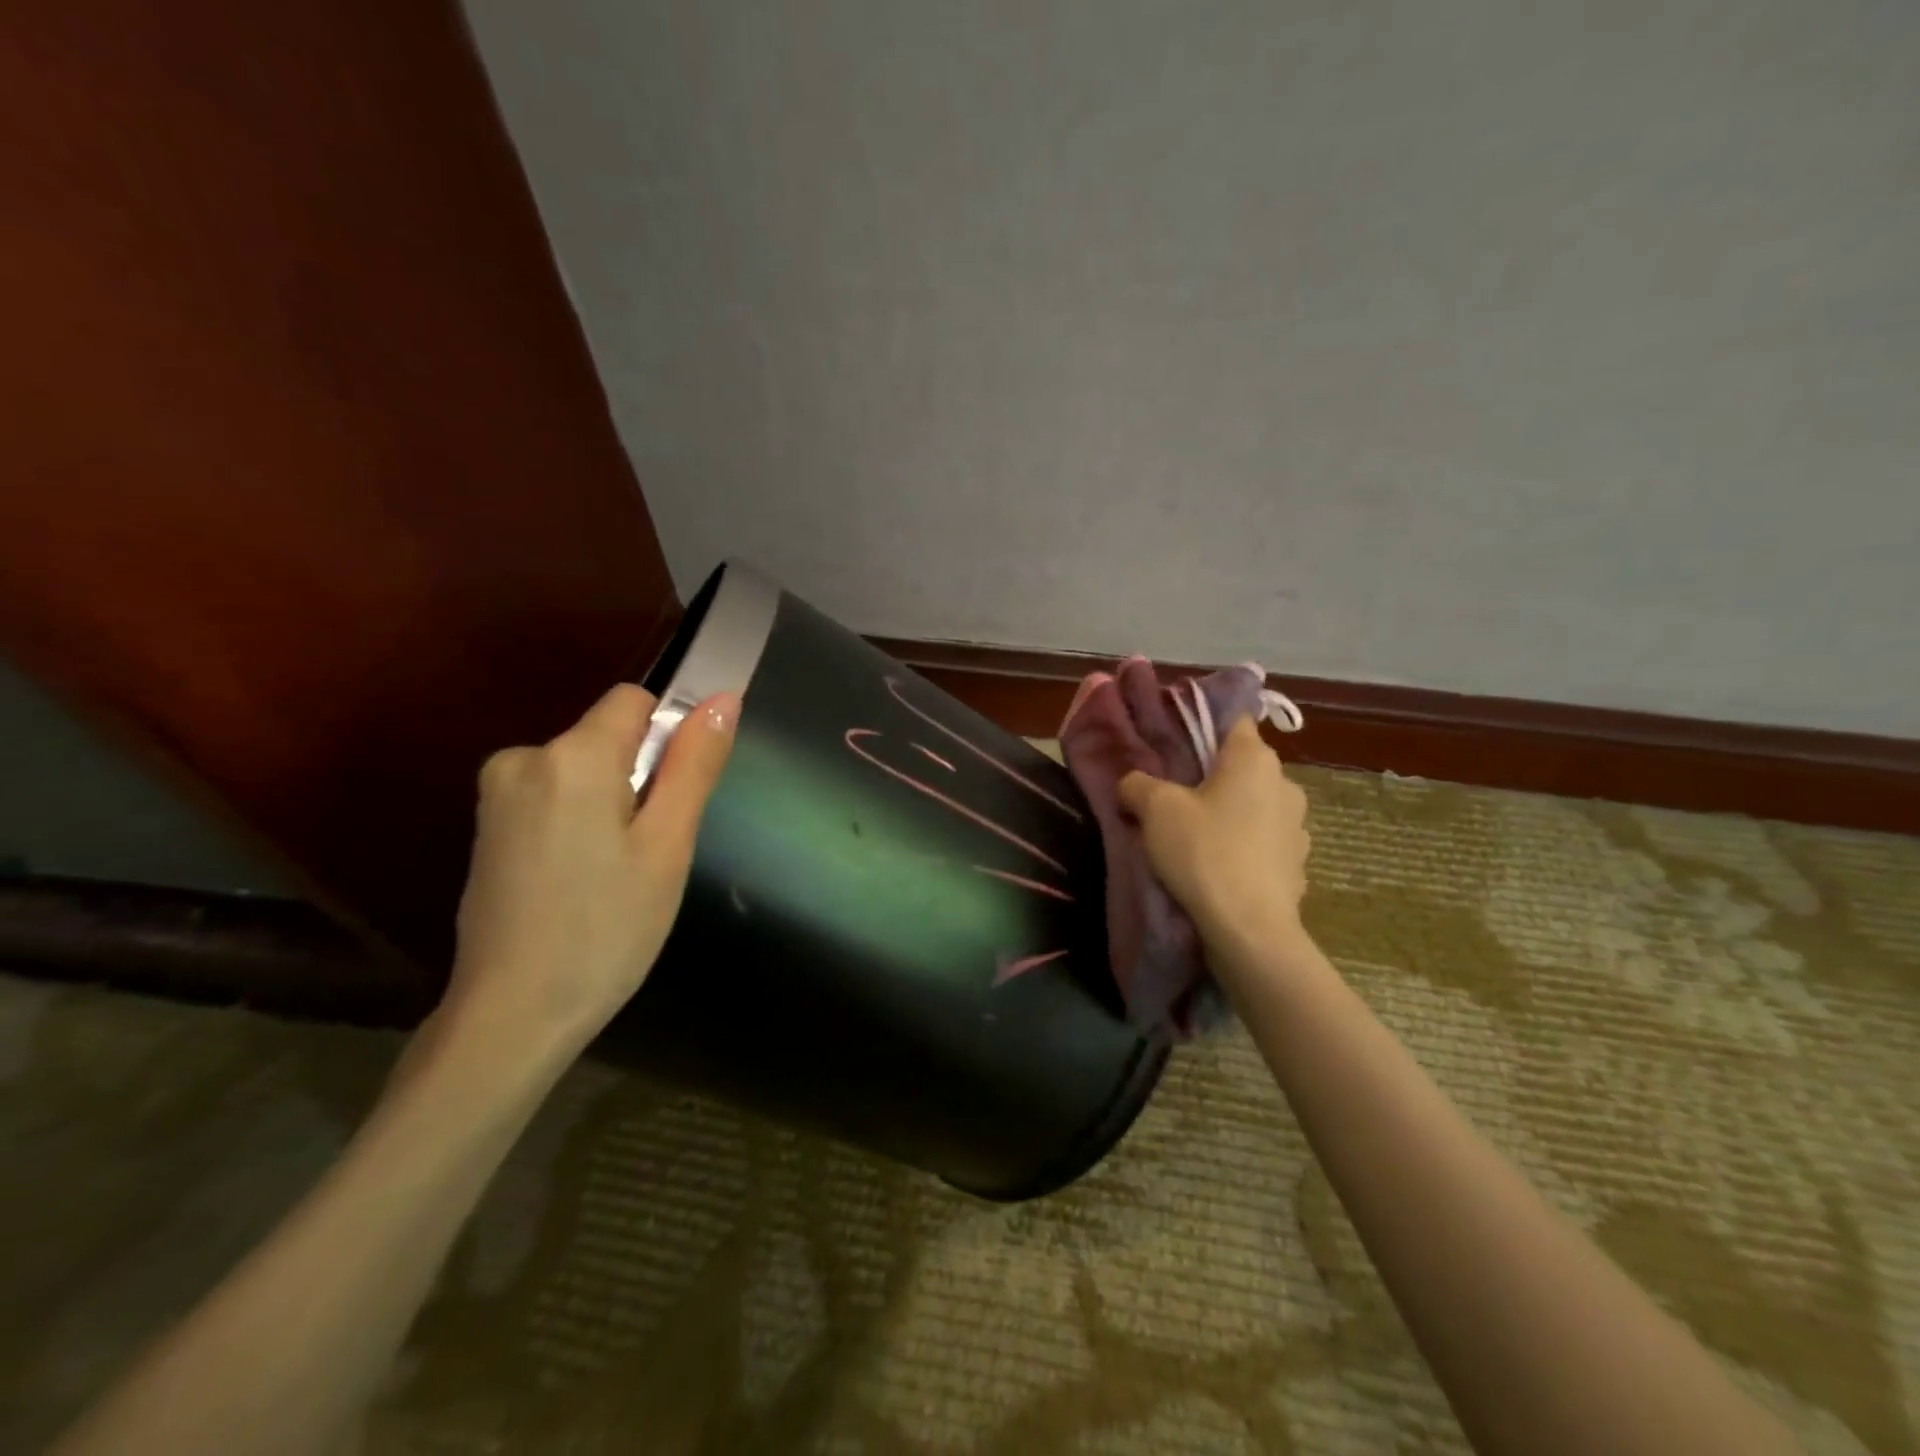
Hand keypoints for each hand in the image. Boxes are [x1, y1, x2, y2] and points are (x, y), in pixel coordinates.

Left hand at [446, 683, 739, 1057]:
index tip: (672, 799)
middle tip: (648, 851)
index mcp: (571, 755)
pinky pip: (552, 797)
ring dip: (610, 803)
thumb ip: (694, 765)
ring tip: (615, 873)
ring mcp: (496, 795)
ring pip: (582, 770)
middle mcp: (523, 757)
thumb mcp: (668, 845)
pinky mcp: (486, 827)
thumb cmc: (607, 928)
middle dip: (638, 778)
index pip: (634, 701)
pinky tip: (581, 880)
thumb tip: (724, 697)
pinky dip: (578, 822)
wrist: (512, 1016)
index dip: (667, 739)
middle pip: (607, 737)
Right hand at [1118, 717, 1309, 961]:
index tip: (1175, 747)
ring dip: (1230, 814)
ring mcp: (1297, 826)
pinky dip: (1243, 847)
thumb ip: (1137, 784)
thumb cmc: (1204, 852)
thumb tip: (1132, 783)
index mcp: (1254, 758)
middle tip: (1174, 797)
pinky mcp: (1297, 864)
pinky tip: (1218, 868)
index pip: (1233, 721)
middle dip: (1211, 777)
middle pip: (1241, 767)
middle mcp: (1285, 783)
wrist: (1249, 929)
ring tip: (1195, 838)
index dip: (1202, 727)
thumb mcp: (1154, 809)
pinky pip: (1263, 842)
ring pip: (1254, 805)